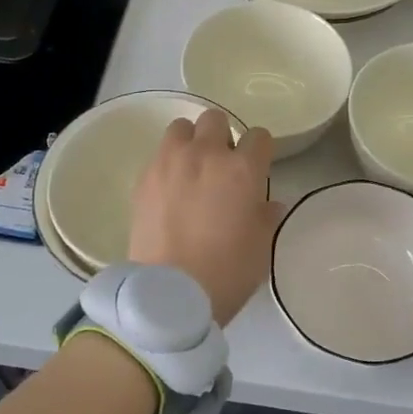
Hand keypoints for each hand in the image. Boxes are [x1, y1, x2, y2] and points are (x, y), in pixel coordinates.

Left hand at [129, 108, 281, 325]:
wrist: (170, 294)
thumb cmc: (227, 271)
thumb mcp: (262, 246)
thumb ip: (267, 216)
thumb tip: (267, 203)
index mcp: (242, 169)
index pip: (259, 136)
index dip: (260, 150)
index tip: (257, 168)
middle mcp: (206, 155)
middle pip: (215, 119)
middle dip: (223, 136)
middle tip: (222, 165)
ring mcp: (170, 162)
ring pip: (181, 128)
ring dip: (191, 141)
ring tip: (192, 168)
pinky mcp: (144, 177)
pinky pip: (159, 154)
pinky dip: (168, 162)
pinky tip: (170, 188)